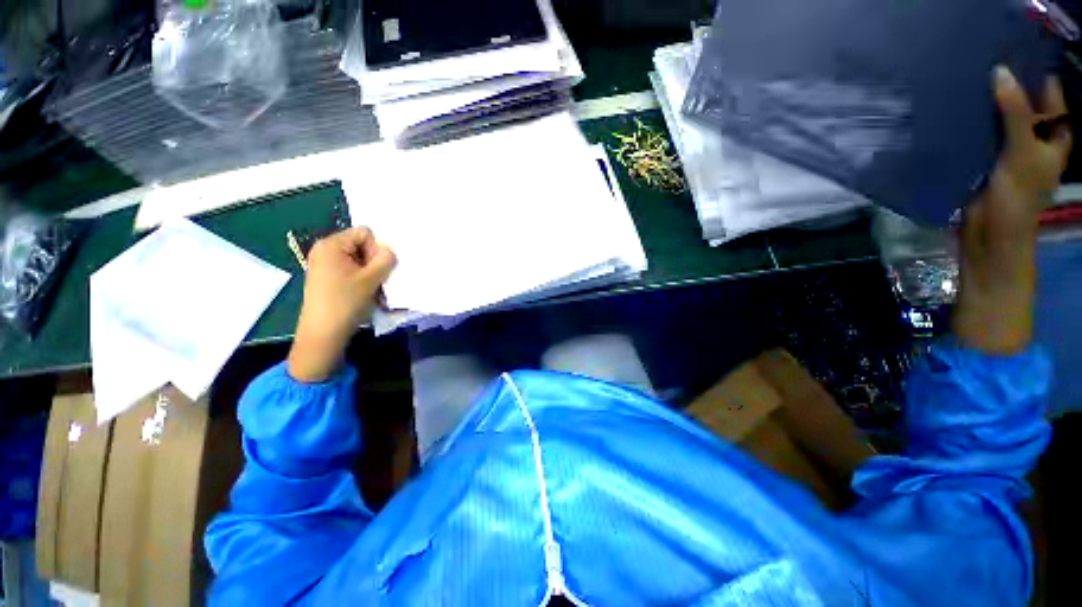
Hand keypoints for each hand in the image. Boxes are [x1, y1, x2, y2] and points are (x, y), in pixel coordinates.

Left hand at [287, 228, 395, 381]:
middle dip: (373, 260)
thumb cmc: (346, 302)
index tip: (376, 269)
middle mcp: (324, 250)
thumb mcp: (371, 279)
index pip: (365, 233)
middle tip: (375, 280)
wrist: (323, 332)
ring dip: (369, 271)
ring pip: (357, 259)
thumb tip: (390, 251)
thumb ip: (385, 260)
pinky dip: (360, 278)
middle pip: (360, 244)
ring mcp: (323, 264)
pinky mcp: (325, 277)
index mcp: (331, 245)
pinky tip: (362, 292)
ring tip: (370, 288)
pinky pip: (350, 269)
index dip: (376, 249)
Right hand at [954, 67, 1070, 354]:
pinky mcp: (983, 161)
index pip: (1049, 95)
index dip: (1034, 75)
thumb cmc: (1017, 201)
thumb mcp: (1022, 155)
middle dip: (1006, 86)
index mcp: (1053, 136)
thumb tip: (1000, 73)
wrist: (989, 239)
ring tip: (966, 83)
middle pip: (1022, 103)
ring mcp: (1007, 150)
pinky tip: (957, 113)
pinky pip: (979, 135)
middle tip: (982, 64)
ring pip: (999, 118)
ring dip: (985, 105)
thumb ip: (1015, 115)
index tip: (1011, 55)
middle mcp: (1032, 138)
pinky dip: (970, 123)